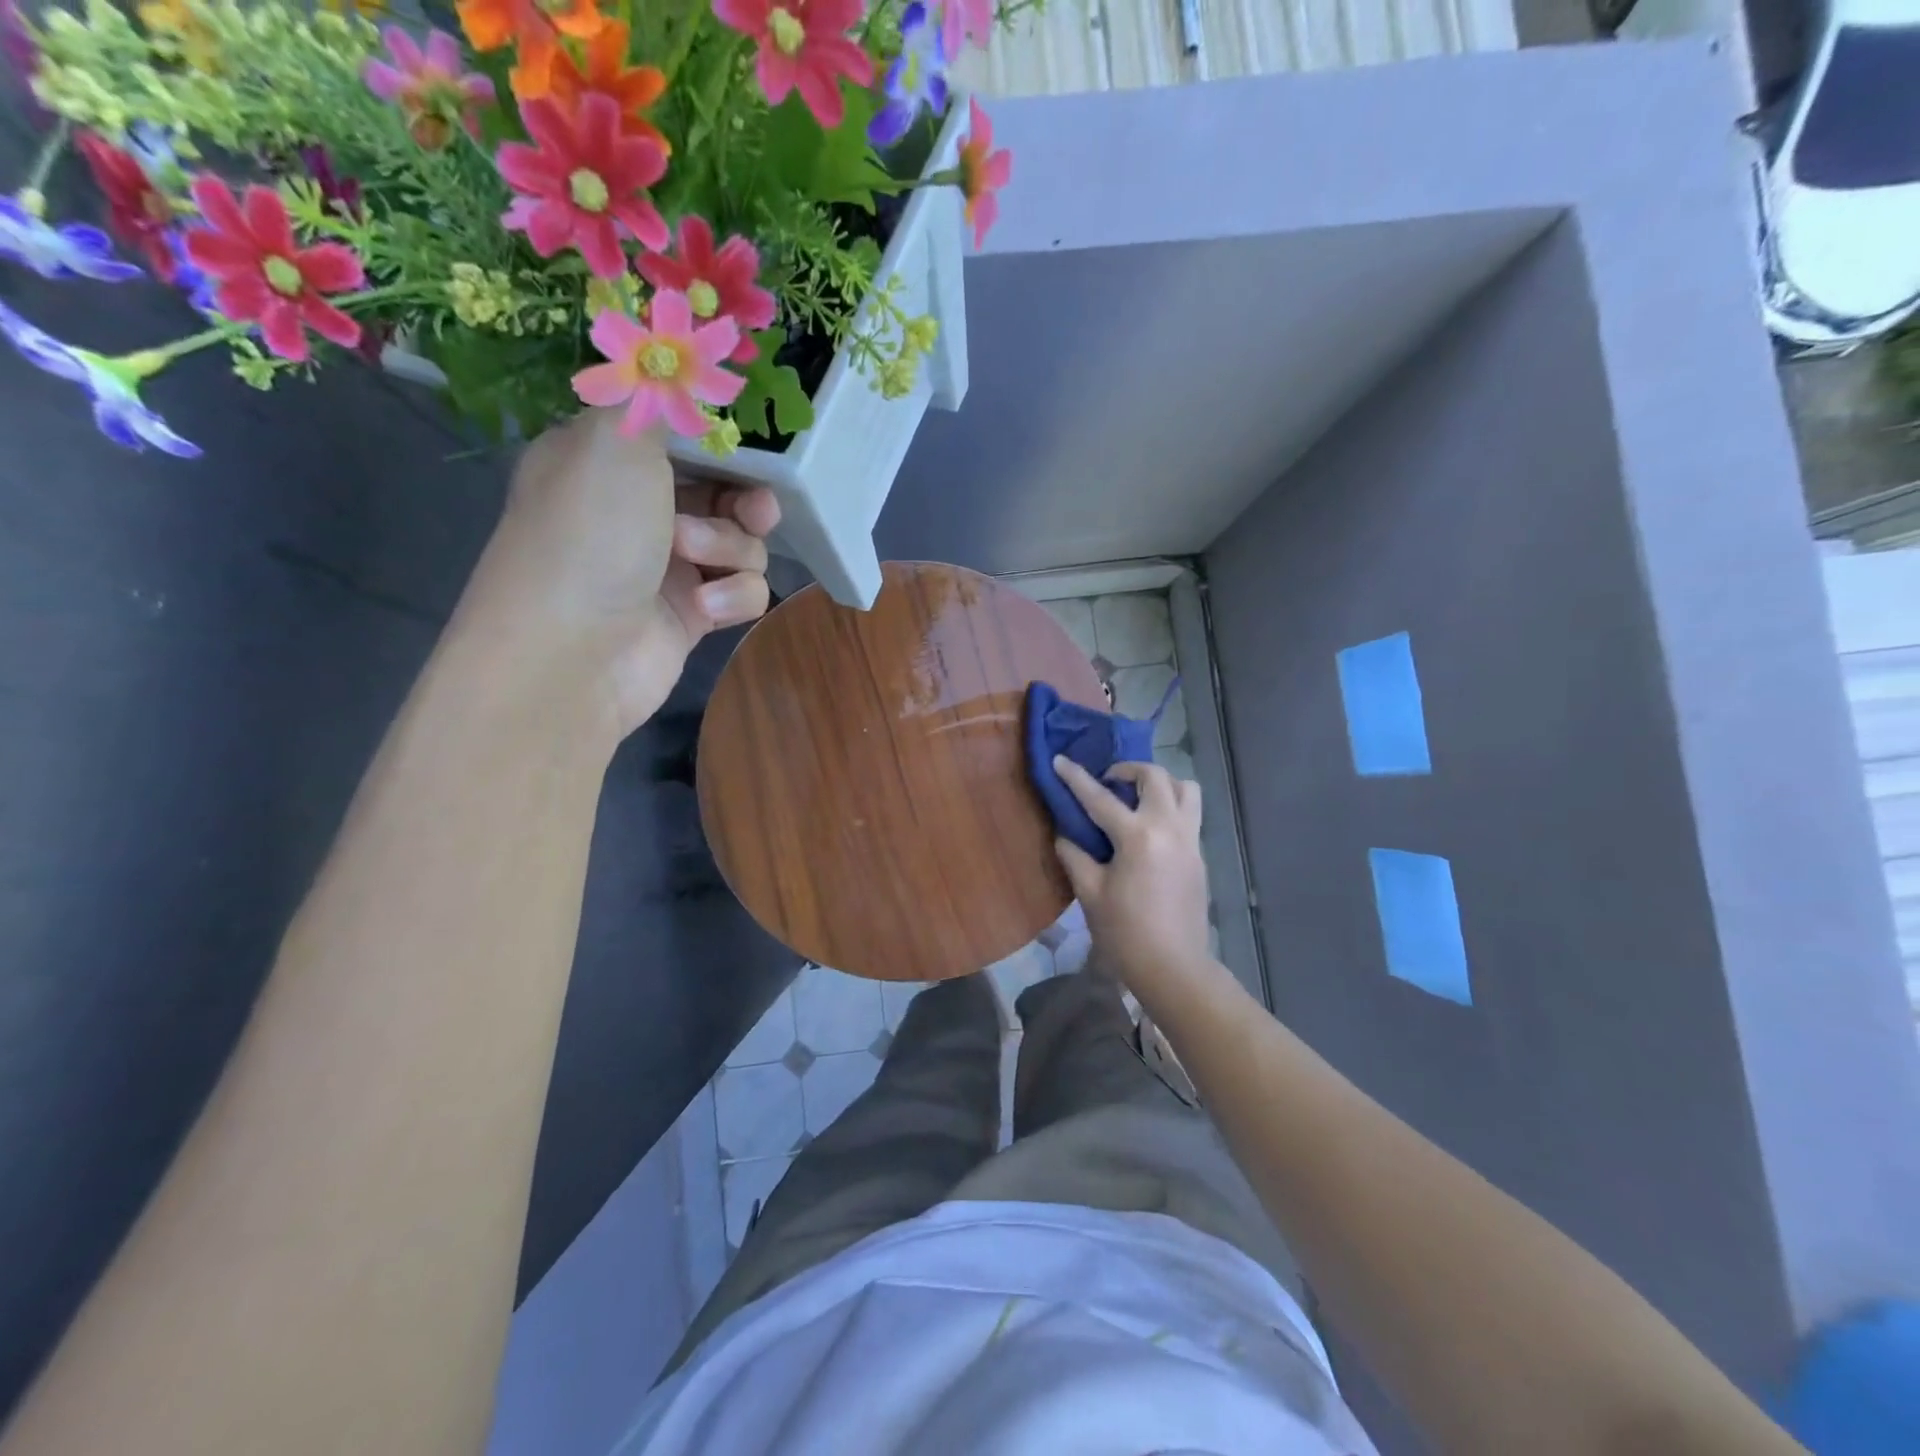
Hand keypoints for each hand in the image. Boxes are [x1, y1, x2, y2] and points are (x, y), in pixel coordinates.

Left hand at [456, 409, 779, 742]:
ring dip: (730, 550)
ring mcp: (667, 566)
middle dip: (744, 500)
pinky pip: (741, 592)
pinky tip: (702, 611)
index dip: (722, 440)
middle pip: (724, 490)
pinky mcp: (691, 615)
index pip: (680, 434)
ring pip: (741, 543)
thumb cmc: (591, 535)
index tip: (747, 445)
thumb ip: (655, 396)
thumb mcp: (616, 440)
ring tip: (694, 564)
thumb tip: (673, 358)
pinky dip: (731, 598)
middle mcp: (638, 509)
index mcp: (608, 460)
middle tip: (755, 509)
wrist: (573, 655)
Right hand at [1052, 757, 1212, 996]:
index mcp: (1138, 837)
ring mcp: (1190, 840)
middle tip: (1108, 782)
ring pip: (1185, 789)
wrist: (1174, 968)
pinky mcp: (1200, 856)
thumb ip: (1075, 856)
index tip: (1059, 760)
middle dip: (1128, 770)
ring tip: (1138, 798)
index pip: (1100, 798)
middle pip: (1155, 777)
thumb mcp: (1090, 894)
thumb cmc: (1125, 933)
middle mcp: (1169, 828)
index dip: (1075, 778)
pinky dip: (1170, 807)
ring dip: (1160, 783)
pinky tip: (1150, 830)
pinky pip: (1190, 814)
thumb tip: (1065, 834)